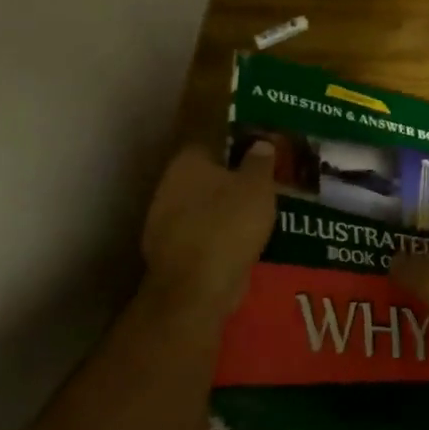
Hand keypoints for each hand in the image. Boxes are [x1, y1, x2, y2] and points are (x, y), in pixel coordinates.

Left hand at [141, 144, 276, 314]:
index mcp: (187, 163)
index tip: (261, 153)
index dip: (238, 146)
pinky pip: (202, 235)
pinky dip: (219, 236)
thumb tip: (260, 142)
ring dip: (225, 210)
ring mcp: (164, 221)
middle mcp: (169, 186)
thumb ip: (260, 161)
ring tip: (258, 215)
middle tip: (264, 185)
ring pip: (203, 207)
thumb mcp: (258, 186)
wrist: (196, 288)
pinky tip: (242, 242)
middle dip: (232, 180)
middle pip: (207, 176)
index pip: (213, 142)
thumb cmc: (229, 225)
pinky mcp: (171, 252)